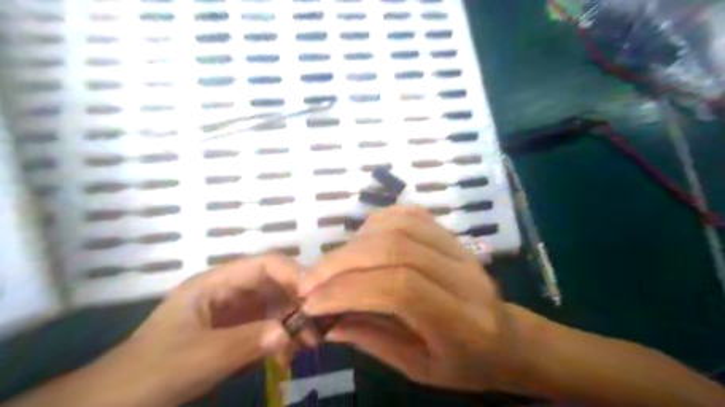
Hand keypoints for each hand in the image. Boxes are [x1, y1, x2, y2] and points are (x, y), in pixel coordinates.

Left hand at [43, 256, 301, 406]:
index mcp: (216, 282)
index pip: (264, 264)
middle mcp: (230, 291)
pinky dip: (281, 339)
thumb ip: (247, 342)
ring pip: (275, 306)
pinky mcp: (236, 332)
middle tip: (318, 327)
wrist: (117, 404)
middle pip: (275, 284)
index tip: (314, 298)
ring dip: (293, 323)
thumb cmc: (152, 372)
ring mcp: (234, 312)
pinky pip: (268, 328)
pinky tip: (289, 356)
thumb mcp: (200, 357)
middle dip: (298, 302)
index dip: (293, 274)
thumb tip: (291, 332)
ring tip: (309, 345)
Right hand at [299, 207, 530, 393]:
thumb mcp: (418, 368)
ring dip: (356, 241)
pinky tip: (361, 241)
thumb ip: (371, 339)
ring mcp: (459, 249)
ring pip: (400, 226)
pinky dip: (377, 222)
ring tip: (334, 264)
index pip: (399, 288)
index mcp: (461, 320)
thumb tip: (327, 319)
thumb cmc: (465, 363)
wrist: (506, 338)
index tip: (311, 302)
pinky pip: (410, 214)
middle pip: (395, 250)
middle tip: (309, 281)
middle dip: (342, 262)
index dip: (348, 289)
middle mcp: (463, 276)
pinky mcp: (452, 235)